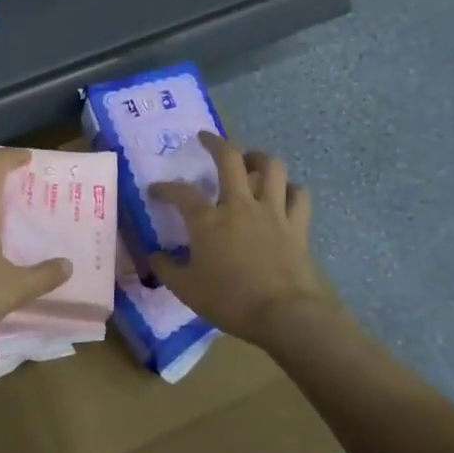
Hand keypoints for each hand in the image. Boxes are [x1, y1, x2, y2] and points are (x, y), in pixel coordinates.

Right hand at [149, 133, 350, 350]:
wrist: (285, 314)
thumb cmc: (230, 300)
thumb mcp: (186, 289)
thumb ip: (167, 268)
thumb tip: (155, 255)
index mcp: (208, 220)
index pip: (181, 193)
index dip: (165, 188)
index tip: (156, 190)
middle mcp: (239, 205)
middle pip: (229, 159)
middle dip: (215, 143)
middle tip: (206, 139)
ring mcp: (272, 212)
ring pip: (271, 167)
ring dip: (259, 158)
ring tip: (250, 160)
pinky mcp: (297, 225)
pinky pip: (298, 195)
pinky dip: (290, 190)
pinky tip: (283, 193)